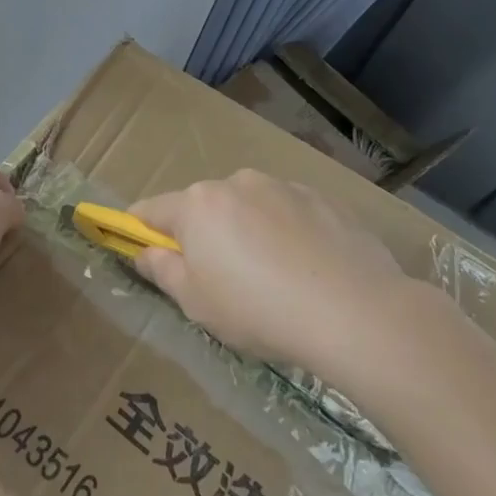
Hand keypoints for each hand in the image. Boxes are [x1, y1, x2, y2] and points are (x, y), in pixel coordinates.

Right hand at [129, 169, 430, 368]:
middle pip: (203, 206)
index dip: (140, 229)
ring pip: (248, 206)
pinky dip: (287, 233)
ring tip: (272, 276)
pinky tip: (306, 269)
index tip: (143, 249)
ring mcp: (283, 187)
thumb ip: (162, 271)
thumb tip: (145, 253)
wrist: (355, 312)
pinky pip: (289, 213)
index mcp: (197, 205)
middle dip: (203, 233)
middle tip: (219, 278)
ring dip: (247, 230)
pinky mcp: (323, 199)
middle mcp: (235, 183)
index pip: (150, 209)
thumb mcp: (195, 302)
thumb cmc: (257, 310)